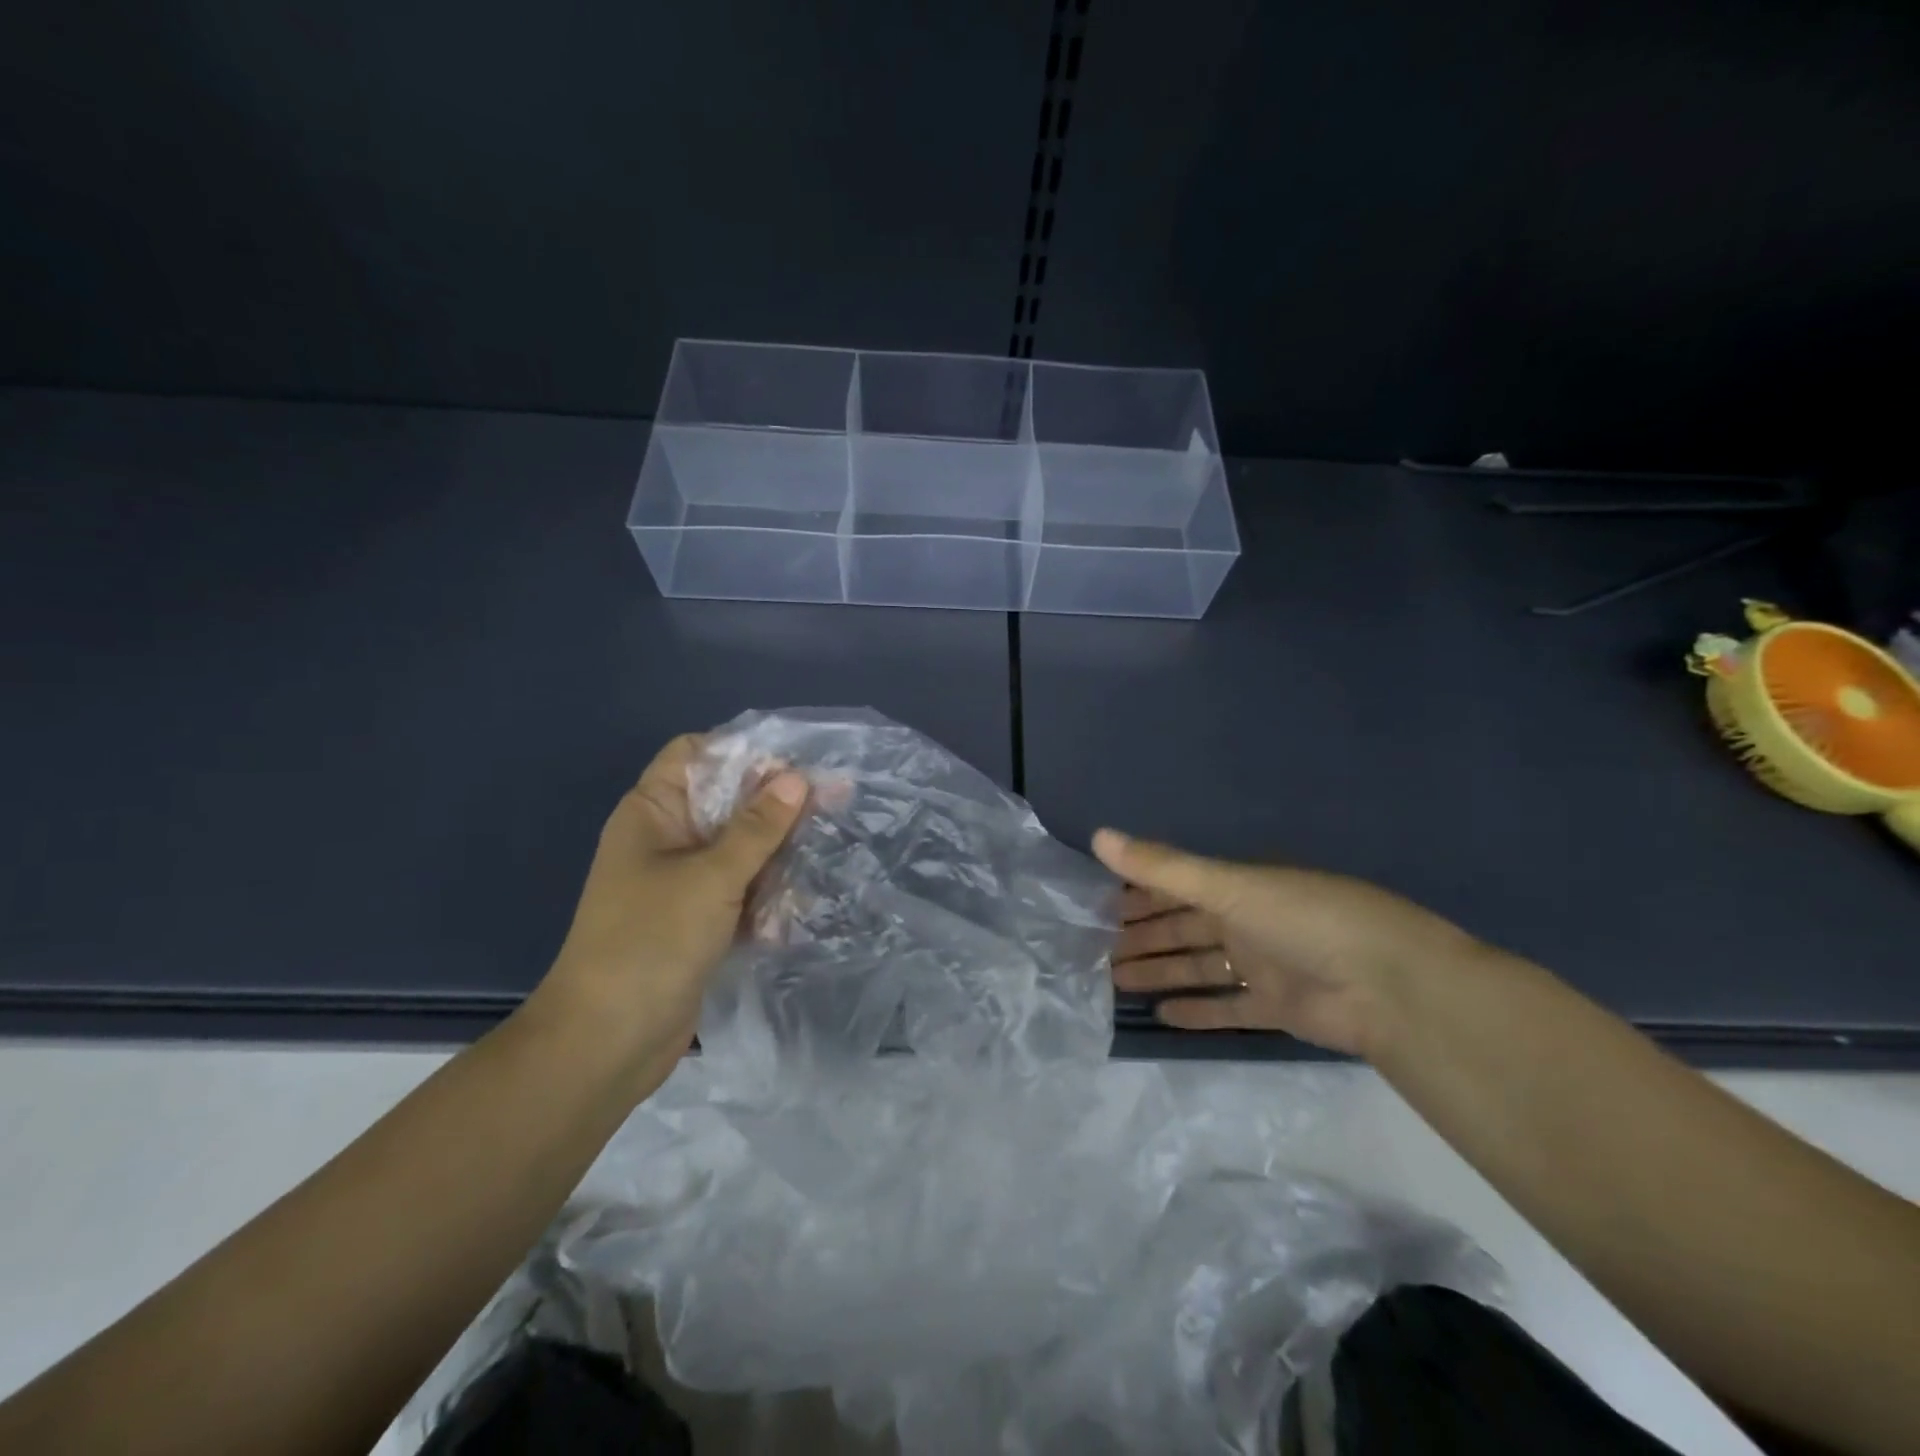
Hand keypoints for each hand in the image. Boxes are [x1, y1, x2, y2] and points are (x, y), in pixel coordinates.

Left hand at [533, 734, 808, 1084]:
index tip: (795, 769)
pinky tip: (794, 915)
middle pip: (728, 803)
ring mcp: (682, 882)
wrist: (607, 1043)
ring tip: (821, 862)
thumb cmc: (651, 941)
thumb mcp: (711, 877)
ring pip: (741, 850)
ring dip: (778, 858)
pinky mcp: (698, 921)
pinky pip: (741, 892)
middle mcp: (667, 839)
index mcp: (653, 812)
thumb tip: (796, 778)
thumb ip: (758, 827)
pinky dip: (766, 899)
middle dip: (778, 807)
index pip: (696, 755)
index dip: (743, 753)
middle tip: (835, 804)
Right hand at [1093, 829, 1483, 1057]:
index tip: (1098, 902)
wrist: (1391, 987)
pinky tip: (1160, 1014)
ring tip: (1114, 979)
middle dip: (1142, 934)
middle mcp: (1248, 921)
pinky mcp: (1277, 1008)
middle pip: (1182, 926)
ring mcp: (1263, 966)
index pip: (1176, 885)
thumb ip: (1163, 867)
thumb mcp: (1229, 885)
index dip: (1138, 891)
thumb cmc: (1305, 920)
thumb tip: (1098, 835)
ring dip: (1160, 971)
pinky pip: (1227, 1007)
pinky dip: (1196, 1010)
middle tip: (1096, 946)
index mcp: (1239, 885)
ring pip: (1198, 966)